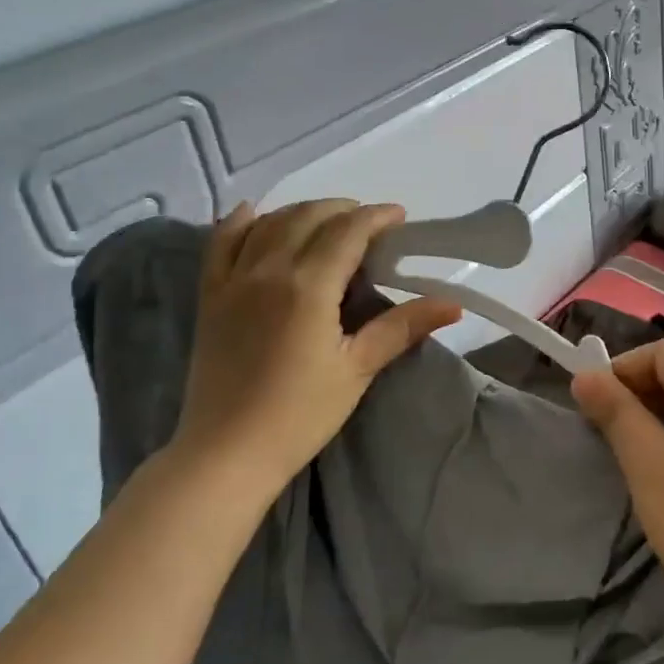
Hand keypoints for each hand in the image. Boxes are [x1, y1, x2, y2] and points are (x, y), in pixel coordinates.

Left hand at [178, 200, 460, 500]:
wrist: (226, 454)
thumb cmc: (300, 415)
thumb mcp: (357, 370)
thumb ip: (401, 327)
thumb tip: (452, 305)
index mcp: (309, 286)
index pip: (348, 231)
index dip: (376, 216)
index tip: (399, 216)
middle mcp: (269, 270)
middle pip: (309, 217)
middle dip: (343, 209)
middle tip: (369, 223)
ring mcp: (233, 280)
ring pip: (269, 223)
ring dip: (302, 211)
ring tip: (327, 221)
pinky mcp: (210, 296)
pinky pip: (220, 243)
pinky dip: (238, 221)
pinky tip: (253, 212)